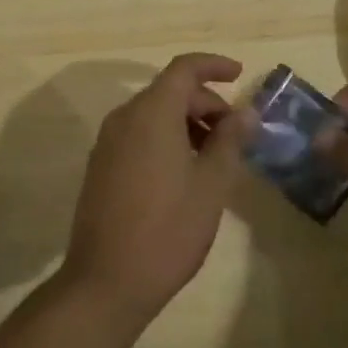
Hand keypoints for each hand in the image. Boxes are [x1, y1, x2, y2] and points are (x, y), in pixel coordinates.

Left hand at [61, 53, 249, 326]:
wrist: (105, 282)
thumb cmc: (167, 230)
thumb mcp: (211, 185)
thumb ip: (230, 141)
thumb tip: (245, 113)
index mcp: (152, 113)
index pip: (184, 69)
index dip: (214, 65)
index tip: (240, 74)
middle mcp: (125, 117)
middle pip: (170, 91)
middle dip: (206, 103)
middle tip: (236, 134)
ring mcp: (108, 142)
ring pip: (154, 114)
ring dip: (187, 122)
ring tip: (215, 157)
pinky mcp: (101, 166)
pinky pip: (139, 134)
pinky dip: (166, 138)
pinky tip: (185, 172)